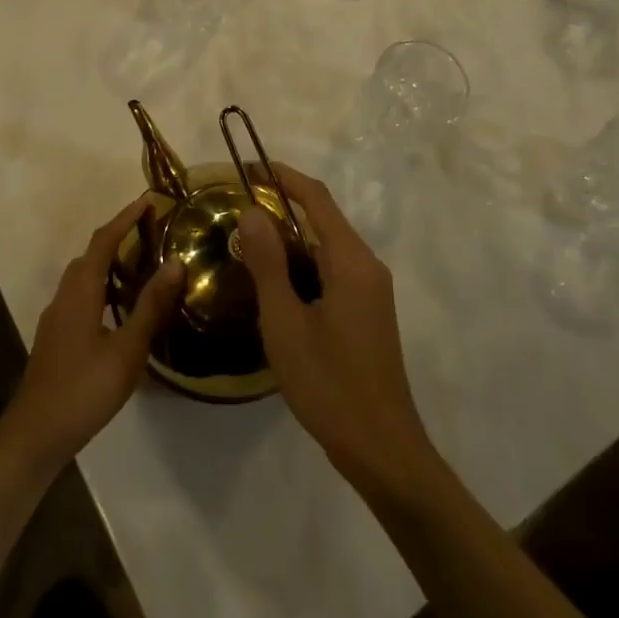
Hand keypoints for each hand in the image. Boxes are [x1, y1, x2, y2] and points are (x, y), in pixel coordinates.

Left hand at [1, 198, 184, 474]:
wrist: (35, 435)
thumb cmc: (84, 389)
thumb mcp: (127, 350)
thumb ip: (151, 305)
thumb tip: (175, 262)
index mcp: (81, 291)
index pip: (104, 241)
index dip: (125, 218)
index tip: (148, 201)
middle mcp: (65, 295)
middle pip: (91, 254)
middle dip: (118, 236)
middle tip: (151, 232)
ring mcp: (57, 317)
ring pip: (84, 277)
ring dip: (109, 263)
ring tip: (141, 266)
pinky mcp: (56, 336)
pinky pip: (81, 295)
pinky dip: (102, 287)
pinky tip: (120, 309)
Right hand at [237, 164, 441, 501]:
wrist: (382, 449)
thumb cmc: (329, 384)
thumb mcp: (285, 322)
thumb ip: (268, 263)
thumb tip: (252, 211)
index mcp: (351, 260)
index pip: (316, 198)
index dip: (282, 176)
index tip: (248, 168)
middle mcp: (366, 265)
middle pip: (322, 219)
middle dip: (280, 209)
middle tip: (236, 215)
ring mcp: (371, 290)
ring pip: (326, 248)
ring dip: (289, 241)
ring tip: (246, 248)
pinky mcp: (368, 311)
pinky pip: (332, 271)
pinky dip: (302, 266)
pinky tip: (275, 286)